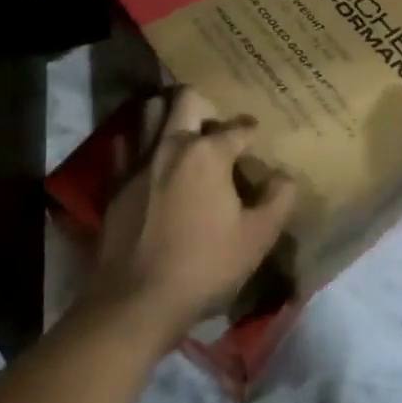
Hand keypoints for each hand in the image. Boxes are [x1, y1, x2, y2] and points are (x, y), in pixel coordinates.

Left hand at [87, 88, 296, 347]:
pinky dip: (138, 145)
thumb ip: (278, 201)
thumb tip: (285, 176)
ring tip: (181, 133)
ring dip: (167, 114)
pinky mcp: (116, 183)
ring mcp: (140, 161)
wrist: (135, 303)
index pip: (238, 128)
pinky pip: (125, 146)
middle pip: (186, 99)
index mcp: (208, 153)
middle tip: (214, 126)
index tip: (255, 137)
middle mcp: (172, 145)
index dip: (251, 131)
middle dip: (204, 104)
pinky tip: (150, 161)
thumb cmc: (203, 267)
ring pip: (150, 112)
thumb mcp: (256, 239)